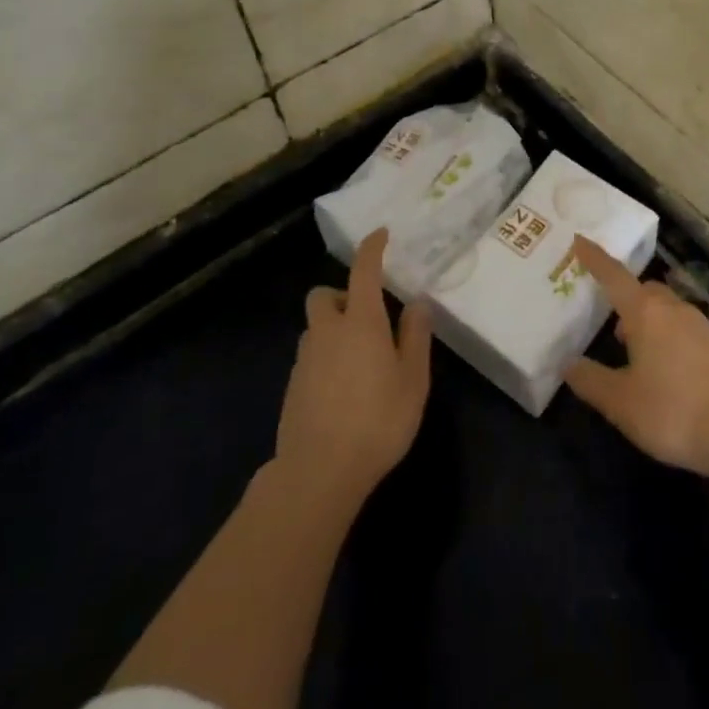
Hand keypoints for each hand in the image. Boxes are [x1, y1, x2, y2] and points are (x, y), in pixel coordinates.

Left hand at [275, 229, 431, 507]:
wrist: (318, 473)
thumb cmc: (377, 421)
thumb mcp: (413, 380)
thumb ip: (415, 336)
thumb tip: (417, 303)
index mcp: (361, 322)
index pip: (364, 271)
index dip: (372, 248)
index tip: (381, 235)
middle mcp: (327, 331)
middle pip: (323, 295)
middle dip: (342, 295)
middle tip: (367, 317)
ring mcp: (304, 360)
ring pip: (315, 328)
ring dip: (333, 329)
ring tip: (360, 360)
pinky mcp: (292, 387)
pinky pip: (310, 357)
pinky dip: (325, 359)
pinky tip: (343, 390)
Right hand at [564, 239, 708, 477]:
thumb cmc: (674, 410)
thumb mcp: (621, 403)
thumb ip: (591, 380)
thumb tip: (569, 364)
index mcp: (645, 312)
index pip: (613, 275)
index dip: (594, 258)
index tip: (579, 239)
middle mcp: (674, 308)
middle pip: (644, 290)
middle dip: (626, 298)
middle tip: (610, 322)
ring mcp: (701, 325)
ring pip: (667, 310)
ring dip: (648, 322)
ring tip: (636, 354)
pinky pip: (685, 329)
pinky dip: (669, 339)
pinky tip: (668, 371)